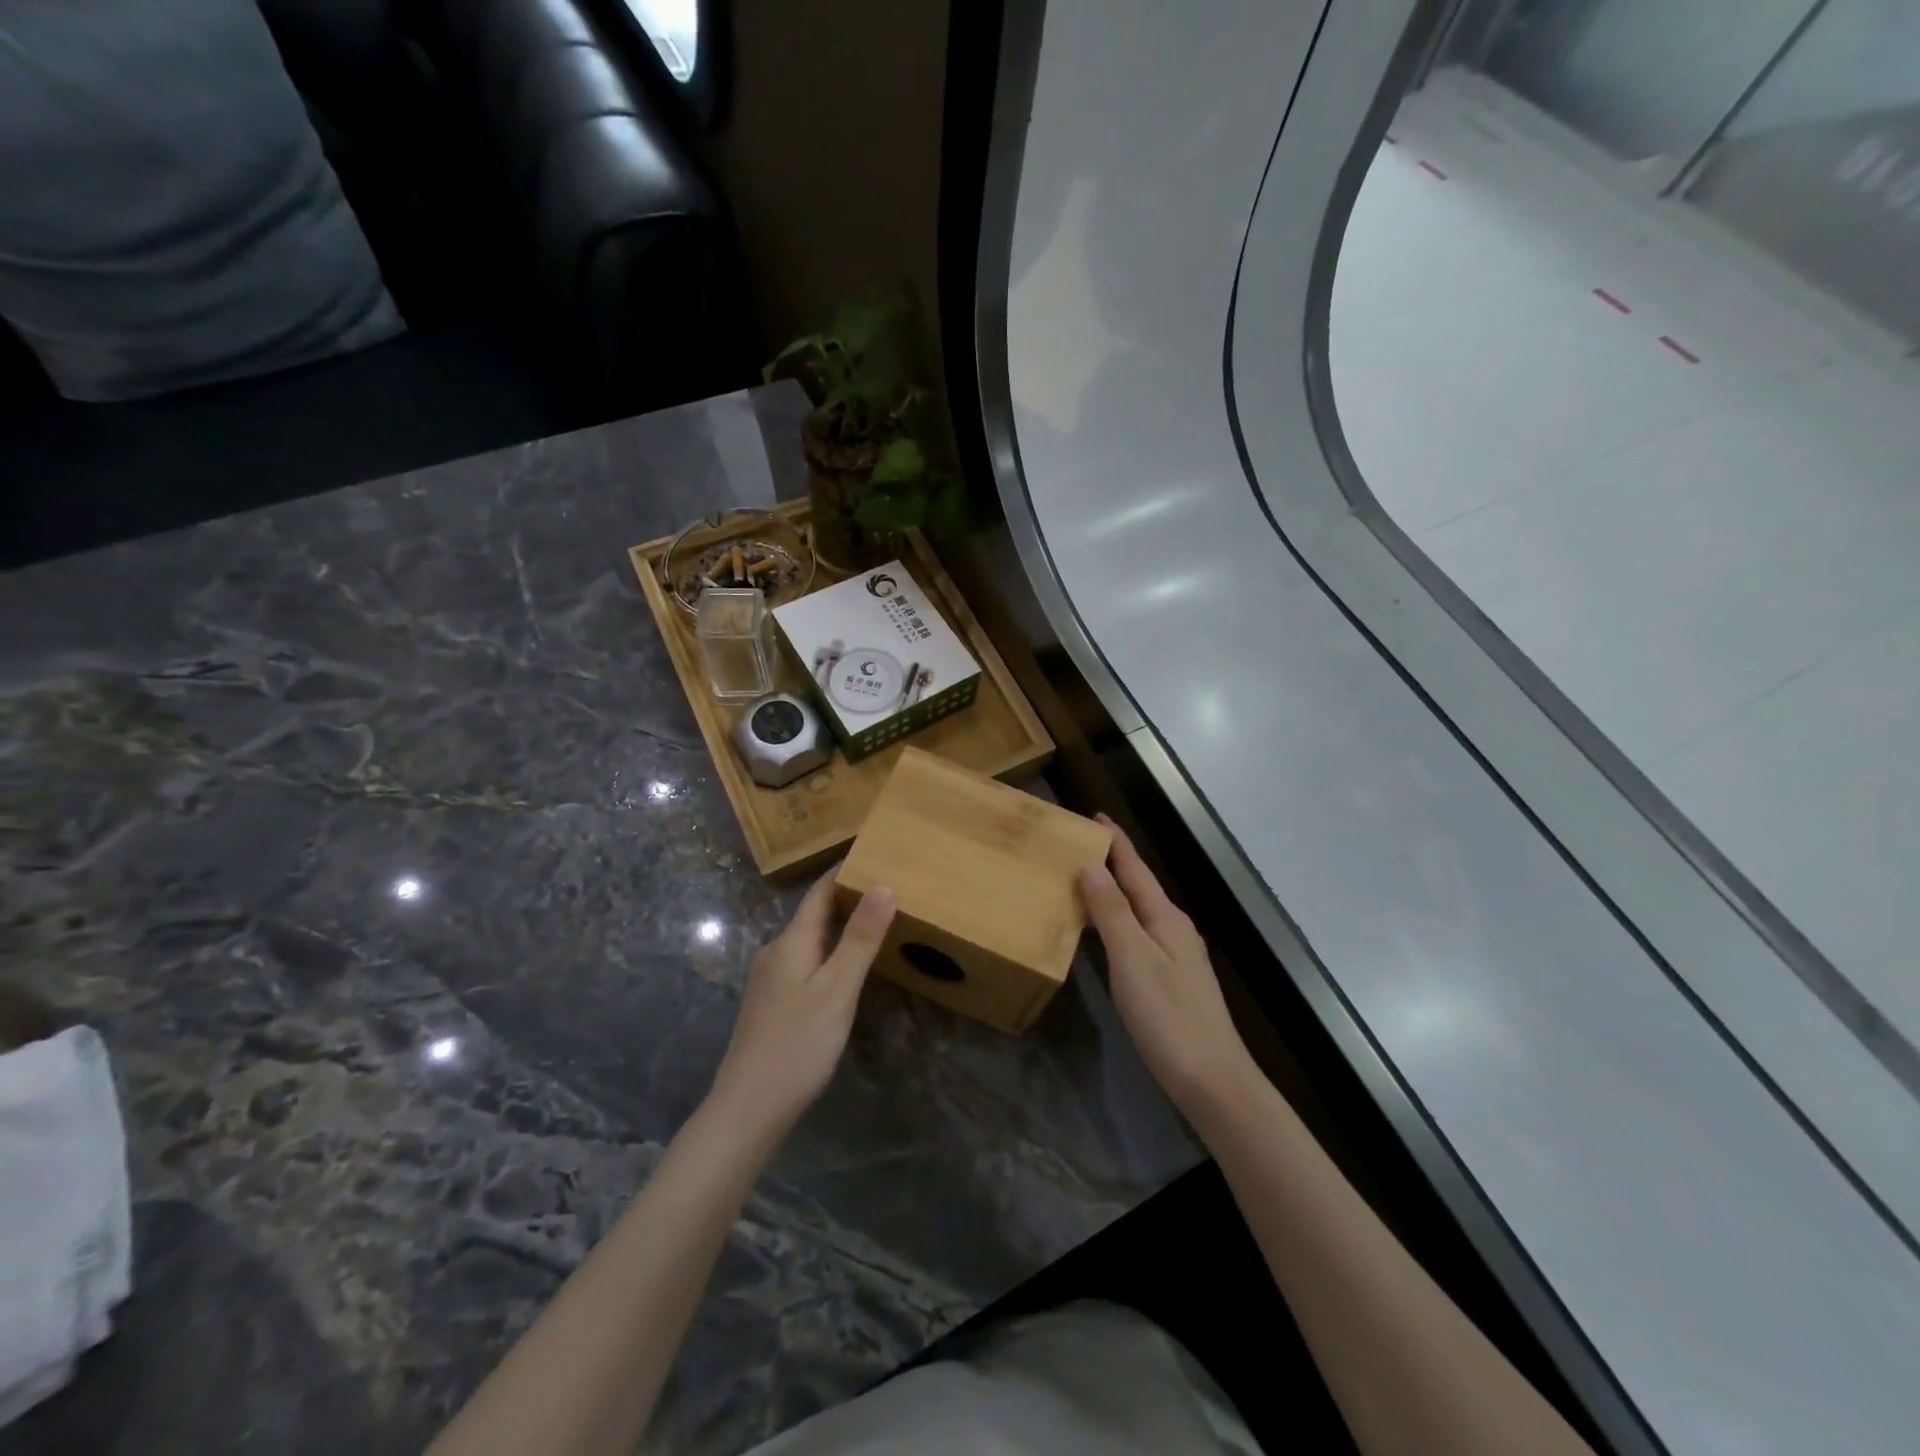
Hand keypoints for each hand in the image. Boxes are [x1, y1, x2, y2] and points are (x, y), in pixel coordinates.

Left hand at [708, 874, 894, 1138]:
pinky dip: (828, 952)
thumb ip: (860, 939)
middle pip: (813, 914)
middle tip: (887, 887)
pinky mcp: (771, 1003)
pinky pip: (804, 961)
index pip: (819, 892)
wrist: (748, 1107)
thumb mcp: (838, 989)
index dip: (844, 871)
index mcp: (791, 942)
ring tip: (873, 922)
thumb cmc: (798, 1044)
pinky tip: (845, 968)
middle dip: (846, 898)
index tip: (874, 854)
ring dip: (838, 926)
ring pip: (808, 939)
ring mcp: (769, 979)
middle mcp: (776, 951)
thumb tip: (883, 885)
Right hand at [1079, 817, 1253, 1119]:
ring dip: (1113, 892)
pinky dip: (1116, 921)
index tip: (1095, 817)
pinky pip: (1138, 934)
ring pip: (1138, 911)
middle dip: (1112, 864)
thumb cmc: (1169, 1017)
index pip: (1136, 869)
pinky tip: (1104, 933)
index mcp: (1166, 918)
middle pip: (1139, 886)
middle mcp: (1174, 930)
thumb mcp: (1133, 960)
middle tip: (1077, 847)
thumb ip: (1111, 912)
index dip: (1116, 843)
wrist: (1213, 1081)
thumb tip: (1090, 866)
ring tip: (1082, 882)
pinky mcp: (1171, 981)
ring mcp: (1176, 957)